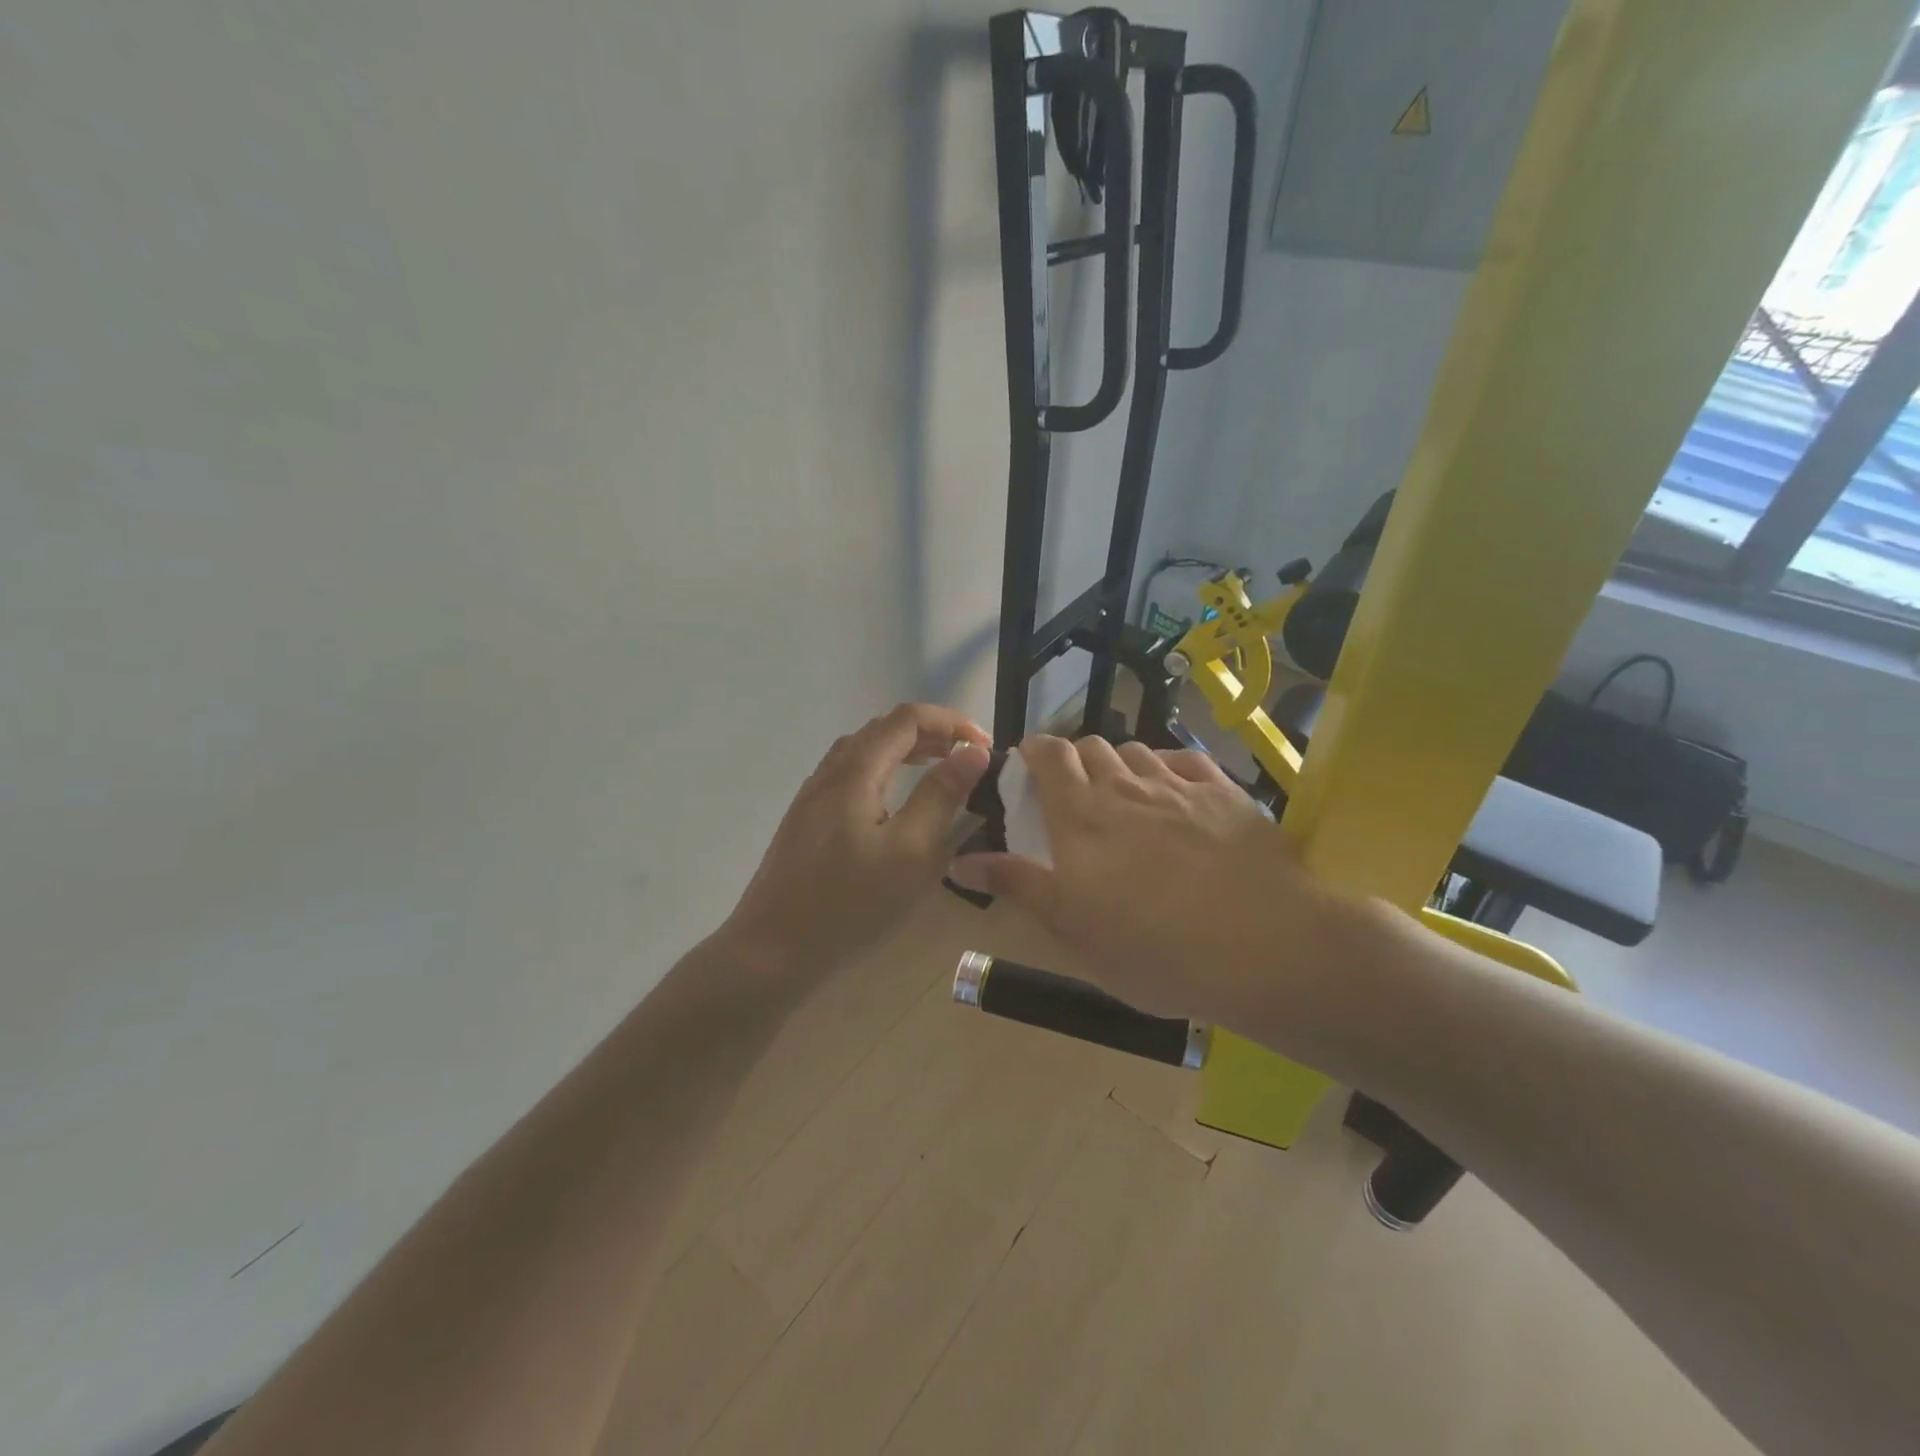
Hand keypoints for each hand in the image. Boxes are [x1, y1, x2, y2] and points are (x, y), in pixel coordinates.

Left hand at [718, 703, 991, 981]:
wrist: (771, 951)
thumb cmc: (849, 904)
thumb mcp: (911, 852)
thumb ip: (942, 795)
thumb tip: (973, 751)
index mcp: (855, 772)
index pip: (907, 719)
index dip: (950, 722)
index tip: (985, 746)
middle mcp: (829, 773)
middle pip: (883, 729)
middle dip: (931, 734)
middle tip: (969, 758)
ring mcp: (813, 797)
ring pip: (864, 752)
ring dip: (906, 751)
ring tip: (939, 770)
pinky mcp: (807, 821)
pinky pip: (851, 776)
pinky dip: (885, 771)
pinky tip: (896, 803)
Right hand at [948, 735, 1352, 1029]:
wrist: (1265, 948)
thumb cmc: (1157, 950)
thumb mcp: (1075, 931)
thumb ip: (1018, 886)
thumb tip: (960, 863)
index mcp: (1081, 818)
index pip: (1048, 755)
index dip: (1033, 751)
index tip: (1027, 767)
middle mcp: (1125, 787)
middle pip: (1090, 747)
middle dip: (1074, 760)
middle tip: (1074, 795)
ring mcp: (1178, 786)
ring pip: (1135, 752)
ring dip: (1119, 765)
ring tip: (1123, 797)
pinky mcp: (1224, 792)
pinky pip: (1184, 761)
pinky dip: (1167, 769)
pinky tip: (1173, 793)